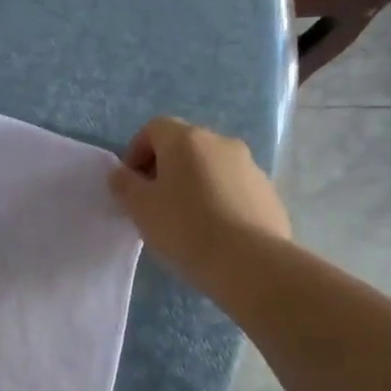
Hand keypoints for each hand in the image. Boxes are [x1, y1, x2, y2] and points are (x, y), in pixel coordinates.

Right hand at [108, 117, 291, 288]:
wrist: (250, 262)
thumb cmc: (185, 227)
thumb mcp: (140, 207)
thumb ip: (124, 184)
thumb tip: (121, 173)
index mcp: (186, 140)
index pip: (153, 128)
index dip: (136, 152)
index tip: (132, 183)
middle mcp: (220, 142)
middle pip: (185, 146)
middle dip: (166, 168)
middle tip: (156, 202)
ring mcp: (250, 166)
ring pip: (211, 167)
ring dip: (195, 183)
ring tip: (187, 220)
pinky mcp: (269, 192)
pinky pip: (234, 188)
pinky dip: (220, 200)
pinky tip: (215, 231)